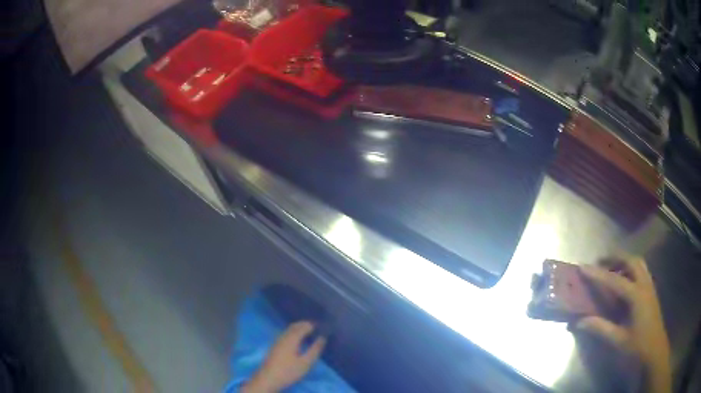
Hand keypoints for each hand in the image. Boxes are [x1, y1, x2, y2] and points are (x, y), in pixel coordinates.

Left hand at [242, 321, 325, 392]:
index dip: (311, 325)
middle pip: (294, 326)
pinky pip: (285, 334)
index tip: (321, 325)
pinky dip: (293, 333)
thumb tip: (322, 338)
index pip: (302, 327)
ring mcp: (277, 341)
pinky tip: (296, 340)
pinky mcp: (274, 346)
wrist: (268, 378)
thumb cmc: (289, 371)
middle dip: (304, 324)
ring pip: (288, 330)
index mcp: (291, 339)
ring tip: (308, 332)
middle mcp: (283, 337)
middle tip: (315, 327)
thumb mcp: (306, 363)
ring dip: (298, 328)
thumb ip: (315, 350)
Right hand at [576, 256, 670, 392]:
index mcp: (636, 295)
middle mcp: (644, 284)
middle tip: (600, 262)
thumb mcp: (618, 340)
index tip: (582, 266)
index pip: (614, 280)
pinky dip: (632, 268)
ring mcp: (650, 286)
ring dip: (625, 261)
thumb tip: (579, 322)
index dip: (597, 273)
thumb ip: (601, 328)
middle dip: (615, 257)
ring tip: (612, 268)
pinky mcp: (651, 291)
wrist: (655, 350)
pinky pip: (642, 271)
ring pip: (639, 263)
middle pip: (631, 261)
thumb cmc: (638, 346)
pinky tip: (625, 281)